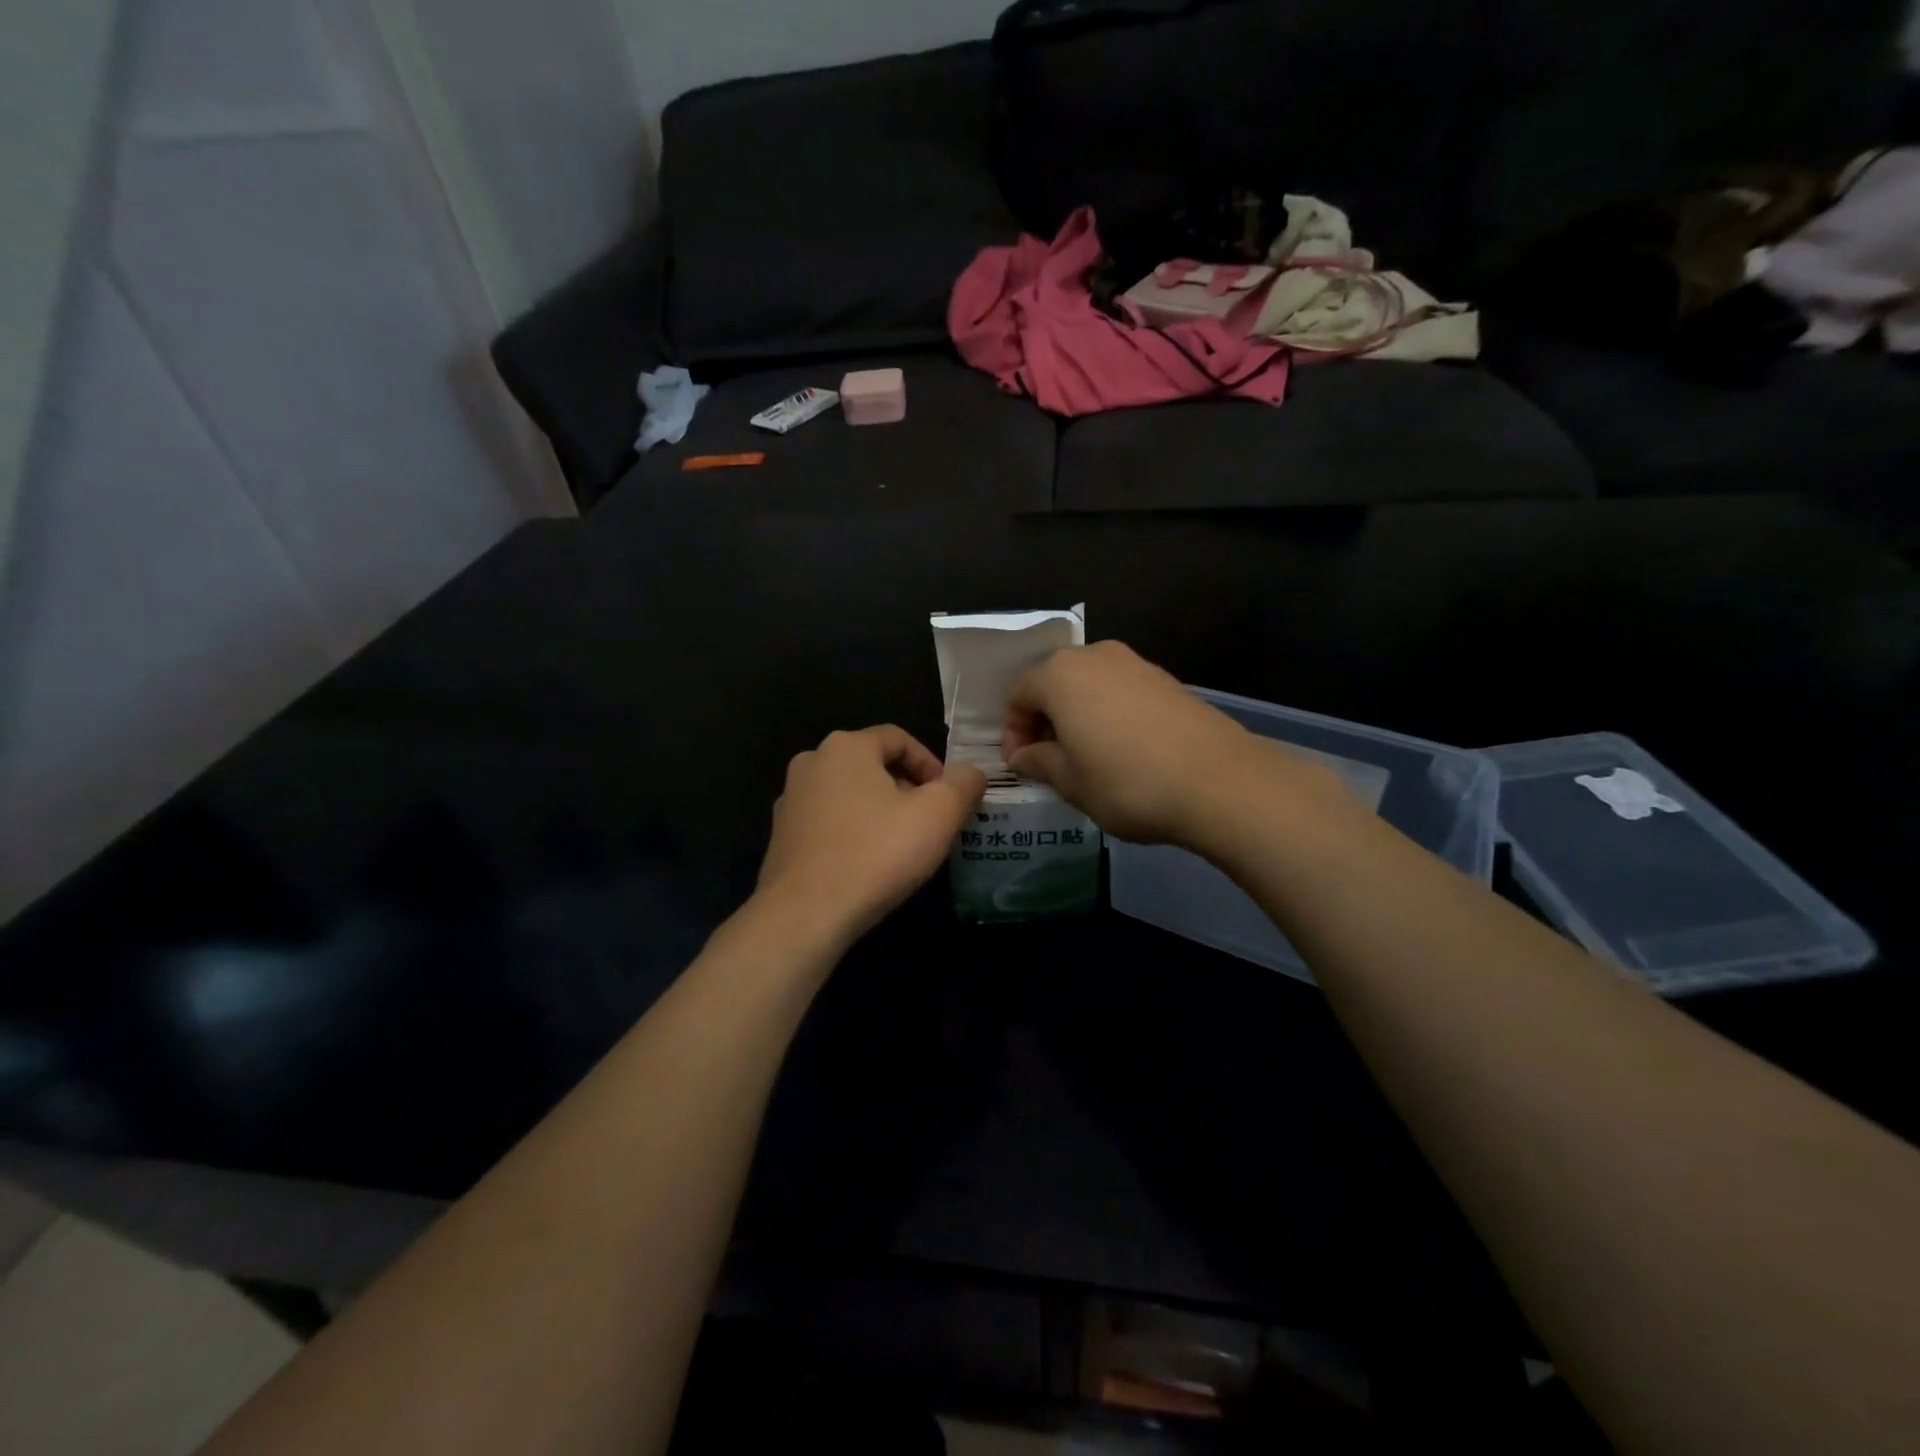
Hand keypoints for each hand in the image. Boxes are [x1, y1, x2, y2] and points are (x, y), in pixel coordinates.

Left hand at [757, 726, 986, 941]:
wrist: (806, 912)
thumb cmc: (877, 853)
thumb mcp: (939, 814)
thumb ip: (963, 784)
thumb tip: (970, 774)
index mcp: (846, 746)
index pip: (899, 738)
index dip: (931, 764)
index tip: (949, 798)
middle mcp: (812, 762)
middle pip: (872, 765)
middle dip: (906, 789)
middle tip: (930, 823)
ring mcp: (790, 799)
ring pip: (849, 795)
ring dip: (879, 811)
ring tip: (901, 846)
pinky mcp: (781, 836)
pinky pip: (828, 822)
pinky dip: (852, 833)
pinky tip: (867, 864)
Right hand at [1002, 641, 1348, 846]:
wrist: (1218, 781)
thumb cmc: (1126, 782)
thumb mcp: (1071, 781)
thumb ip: (1039, 762)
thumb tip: (1023, 754)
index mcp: (1060, 674)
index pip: (1019, 694)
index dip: (1014, 730)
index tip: (1021, 764)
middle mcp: (1095, 656)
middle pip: (1054, 682)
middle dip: (1044, 719)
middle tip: (1048, 759)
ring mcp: (1135, 663)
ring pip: (1089, 685)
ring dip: (1077, 715)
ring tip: (1084, 757)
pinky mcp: (1166, 679)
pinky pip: (1120, 691)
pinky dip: (1108, 713)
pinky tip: (1121, 749)